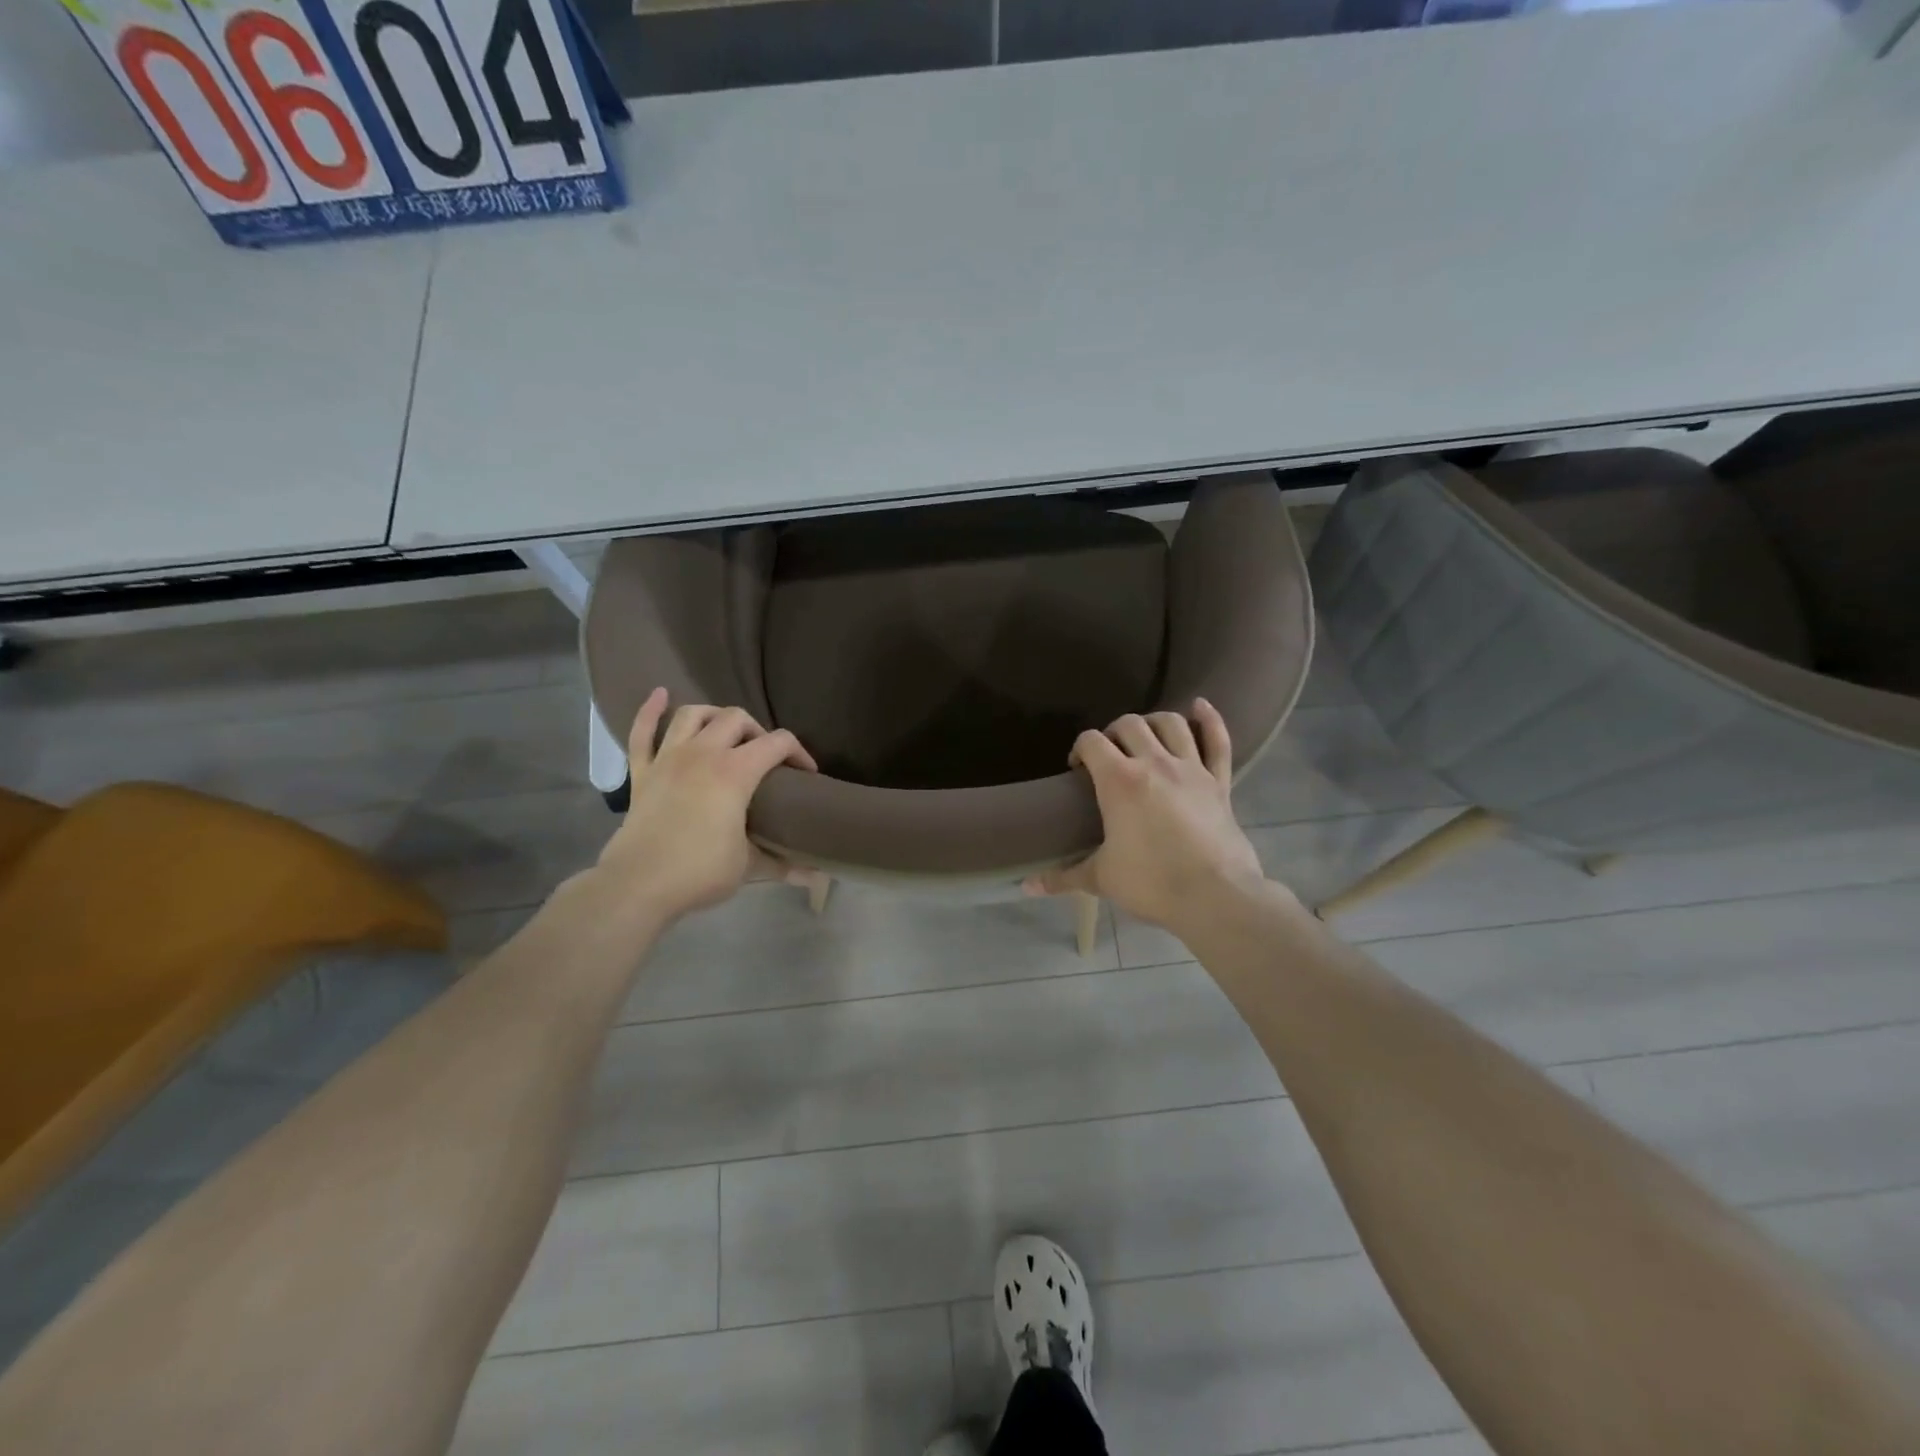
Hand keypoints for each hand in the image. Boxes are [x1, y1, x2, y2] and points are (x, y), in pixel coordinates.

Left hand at [595, 689, 818, 923]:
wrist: (638, 885)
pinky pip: (642, 732)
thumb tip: (818, 877)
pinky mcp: (642, 772)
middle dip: (758, 732)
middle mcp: (703, 753)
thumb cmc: (700, 872)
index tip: (807, 774)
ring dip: (714, 715)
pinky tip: (660, 695)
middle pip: (736, 718)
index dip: (799, 753)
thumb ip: (783, 864)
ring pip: (692, 715)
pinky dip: (650, 711)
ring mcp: (668, 758)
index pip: (777, 743)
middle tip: (765, 757)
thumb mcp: (749, 866)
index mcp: (735, 772)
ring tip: (725, 730)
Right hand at [1025, 699, 1271, 933]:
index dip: (1079, 749)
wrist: (1214, 897)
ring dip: (1153, 722)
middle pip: (1129, 724)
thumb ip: (1062, 877)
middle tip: (1109, 756)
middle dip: (1113, 733)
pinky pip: (1217, 741)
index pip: (1091, 742)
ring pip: (1171, 723)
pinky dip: (1209, 720)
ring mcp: (1191, 768)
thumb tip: (1027, 886)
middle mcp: (1154, 763)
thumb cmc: (1151, 883)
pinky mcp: (1219, 782)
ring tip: (1145, 735)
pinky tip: (1199, 706)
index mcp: (1119, 780)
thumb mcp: (1101, 878)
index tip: (1077, 769)